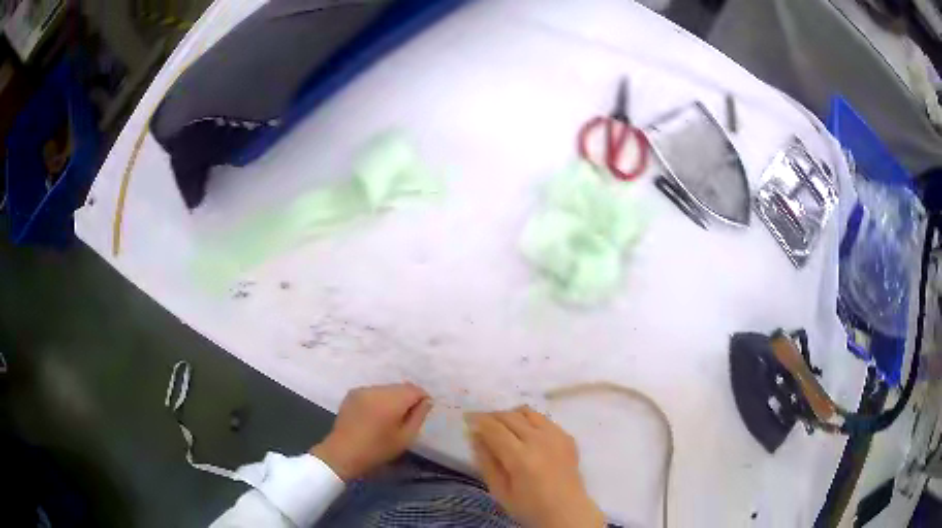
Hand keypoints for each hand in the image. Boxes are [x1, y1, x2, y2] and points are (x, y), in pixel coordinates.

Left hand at [311, 383, 432, 480]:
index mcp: (391, 400)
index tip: (422, 413)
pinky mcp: (352, 394)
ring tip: (390, 417)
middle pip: (400, 387)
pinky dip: (379, 400)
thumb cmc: (377, 449)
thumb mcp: (405, 437)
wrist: (343, 453)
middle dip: (407, 398)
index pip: (415, 390)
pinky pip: (373, 392)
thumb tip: (426, 401)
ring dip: (392, 399)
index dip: (422, 399)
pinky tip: (375, 415)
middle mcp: (377, 389)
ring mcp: (362, 390)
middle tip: (407, 418)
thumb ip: (418, 416)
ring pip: (386, 389)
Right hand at [466, 407, 604, 527]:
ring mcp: (557, 436)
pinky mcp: (567, 437)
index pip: (495, 428)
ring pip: (528, 412)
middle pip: (510, 416)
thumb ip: (486, 461)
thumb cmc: (529, 506)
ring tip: (502, 426)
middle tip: (481, 422)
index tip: (467, 418)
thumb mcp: (499, 490)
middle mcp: (540, 441)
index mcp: (521, 457)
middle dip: (492, 416)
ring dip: (511, 415)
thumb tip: (475, 436)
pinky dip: (529, 421)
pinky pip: (544, 420)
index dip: (479, 420)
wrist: (566, 511)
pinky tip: (525, 434)